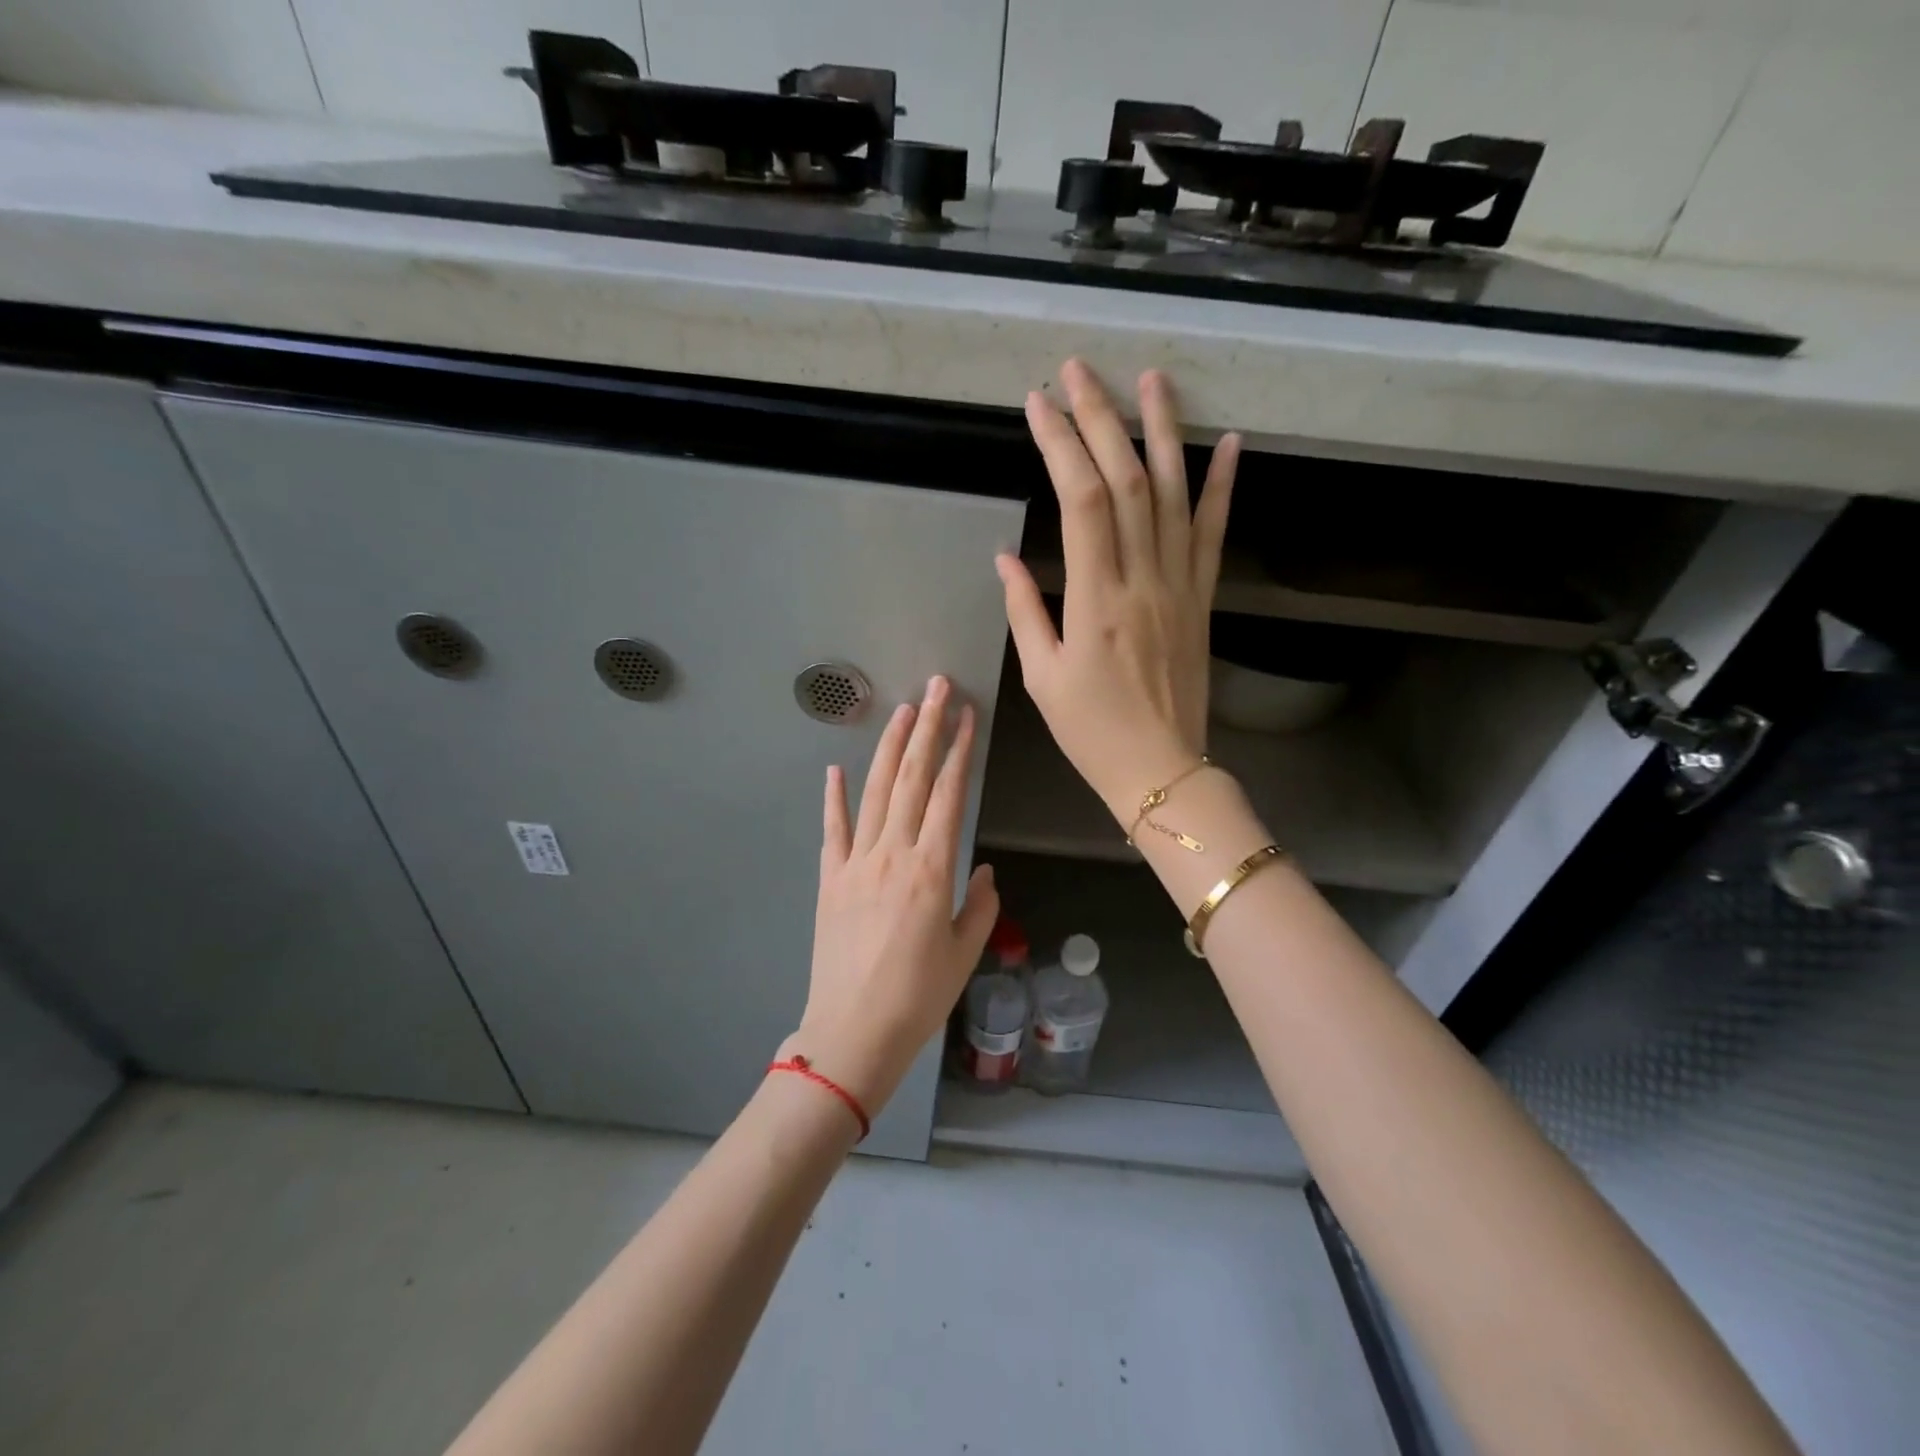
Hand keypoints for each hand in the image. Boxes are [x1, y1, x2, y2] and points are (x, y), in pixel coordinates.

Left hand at [785, 675, 999, 1114]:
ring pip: (875, 792)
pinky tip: (835, 768)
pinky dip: (833, 797)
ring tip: (903, 711)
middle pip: (912, 779)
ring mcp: (855, 863)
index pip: (949, 794)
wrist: (852, 1033)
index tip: (967, 715)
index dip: (959, 751)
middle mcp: (892, 853)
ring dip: (890, 748)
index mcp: (931, 869)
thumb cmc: (918, 997)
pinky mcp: (830, 879)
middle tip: (937, 688)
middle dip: (927, 728)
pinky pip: (833, 829)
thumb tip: (982, 868)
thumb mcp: (965, 952)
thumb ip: (979, 903)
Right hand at [997, 359, 1240, 821]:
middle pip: (1128, 481)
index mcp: (1095, 600)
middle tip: (1080, 371)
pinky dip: (1222, 487)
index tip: (1038, 404)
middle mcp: (1143, 580)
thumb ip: (1025, 610)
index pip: (1082, 501)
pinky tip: (1228, 443)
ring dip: (1163, 432)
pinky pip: (1215, 534)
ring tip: (1151, 380)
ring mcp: (1181, 586)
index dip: (1060, 445)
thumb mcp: (1042, 676)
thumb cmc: (1091, 730)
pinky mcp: (1203, 599)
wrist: (1160, 769)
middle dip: (1101, 419)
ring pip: (1175, 494)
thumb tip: (1007, 556)